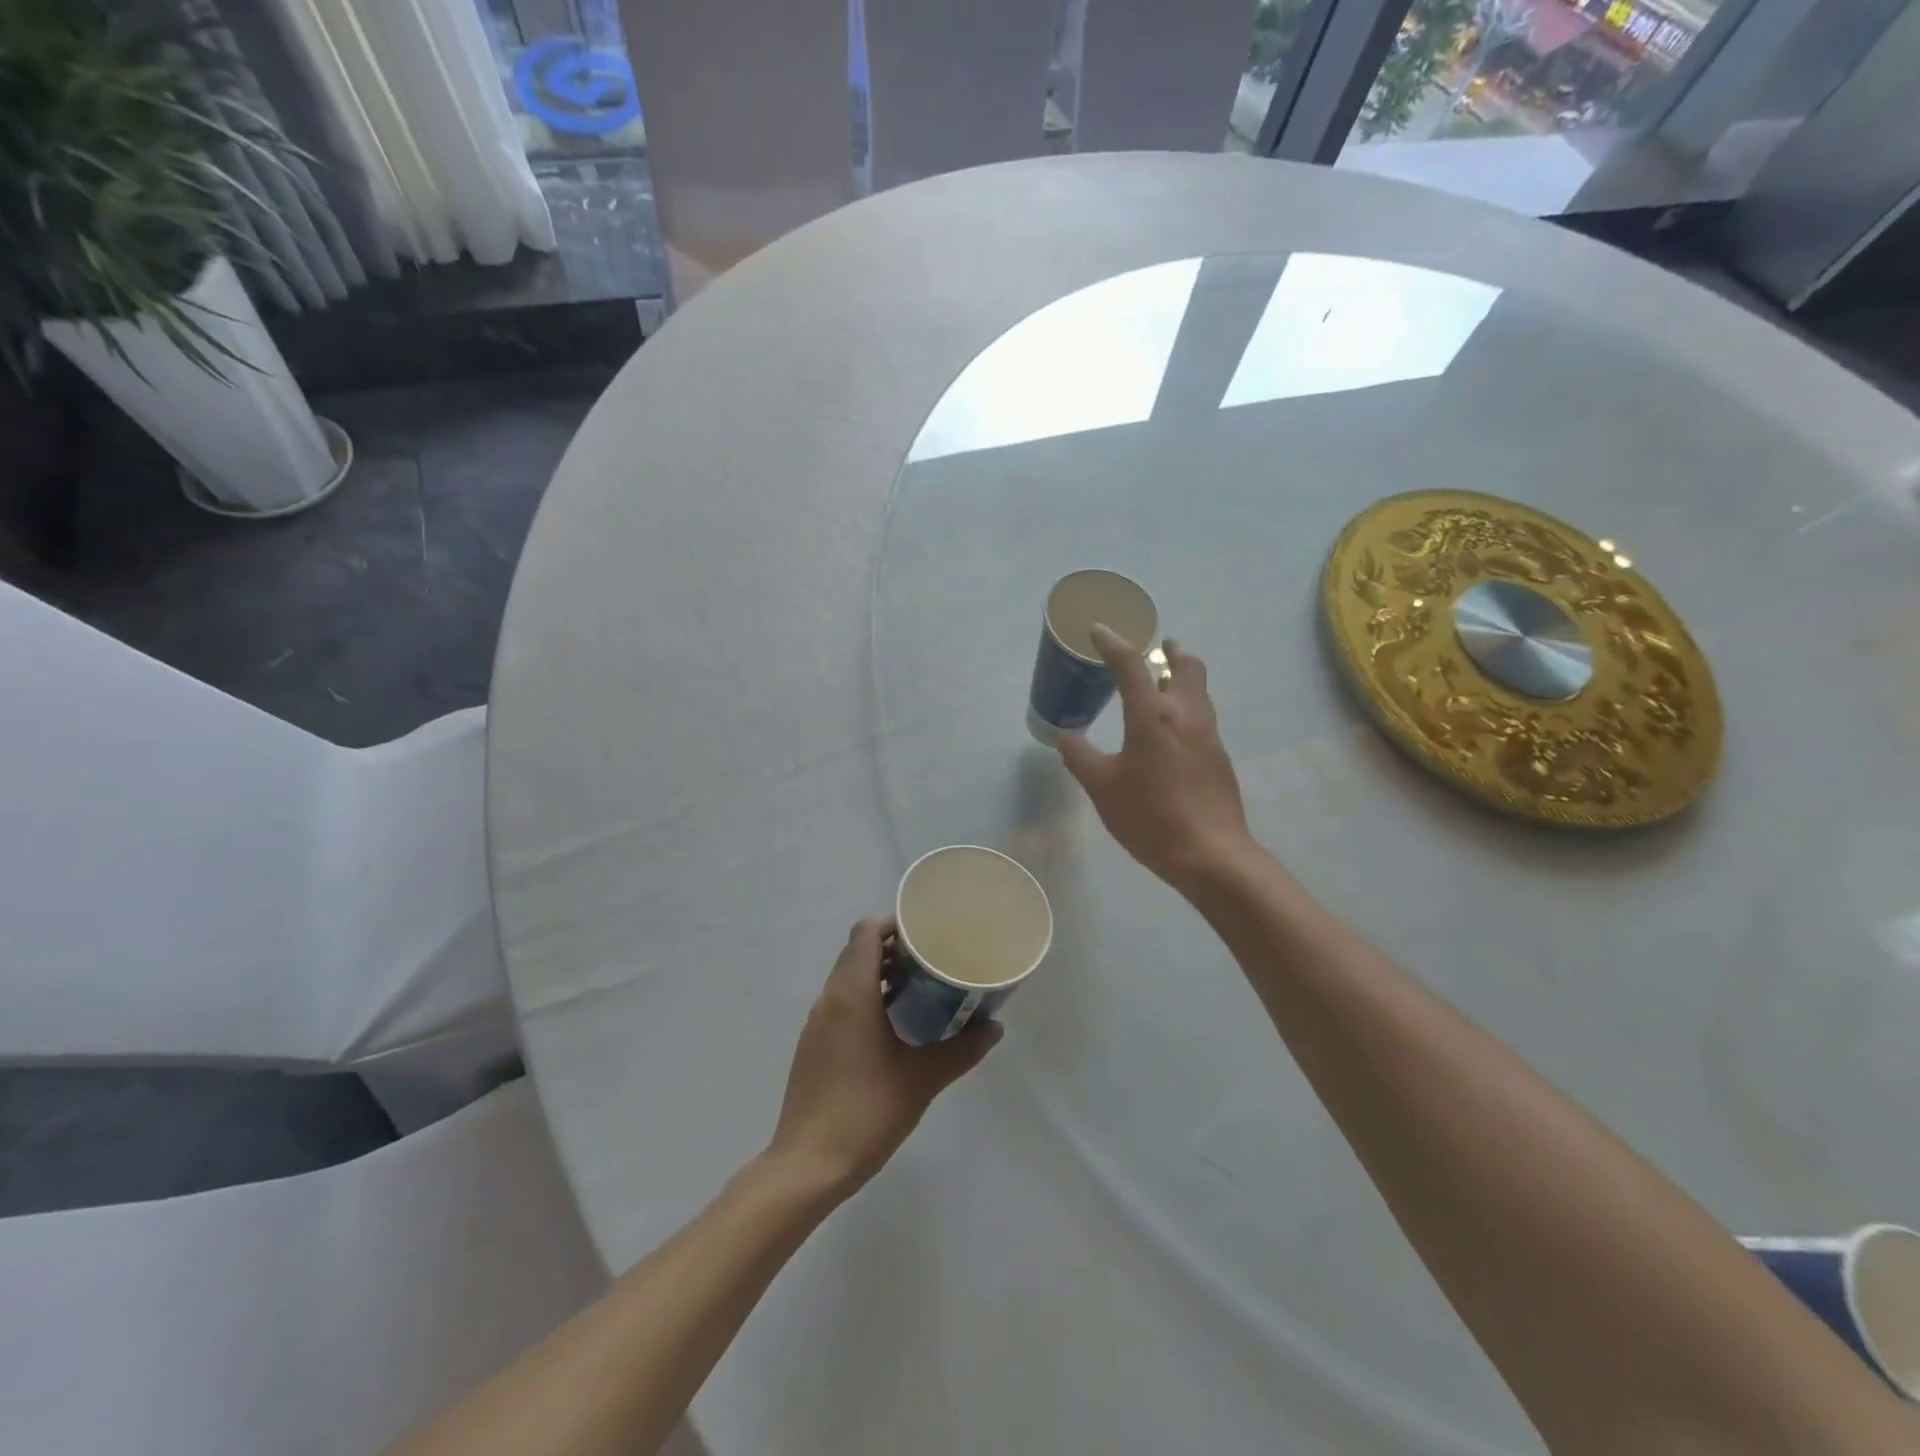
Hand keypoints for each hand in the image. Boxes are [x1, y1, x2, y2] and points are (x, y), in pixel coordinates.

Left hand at [769, 917, 1001, 1200]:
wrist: (807, 1165)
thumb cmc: (866, 1112)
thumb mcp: (922, 1079)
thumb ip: (961, 1049)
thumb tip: (995, 1027)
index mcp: (851, 993)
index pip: (866, 932)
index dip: (895, 923)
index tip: (927, 931)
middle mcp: (829, 998)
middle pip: (857, 950)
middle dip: (894, 946)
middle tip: (933, 957)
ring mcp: (818, 1022)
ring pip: (848, 976)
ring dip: (880, 972)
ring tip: (921, 987)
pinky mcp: (814, 1045)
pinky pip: (841, 1001)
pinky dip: (867, 996)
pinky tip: (894, 1023)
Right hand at [1057, 625, 1252, 892]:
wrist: (1210, 854)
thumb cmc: (1150, 817)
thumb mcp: (1102, 788)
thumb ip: (1081, 758)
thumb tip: (1065, 737)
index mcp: (1153, 715)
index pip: (1132, 665)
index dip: (1113, 644)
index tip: (1099, 630)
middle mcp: (1186, 715)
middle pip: (1187, 665)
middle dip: (1170, 650)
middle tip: (1156, 647)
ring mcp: (1209, 735)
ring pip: (1200, 689)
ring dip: (1183, 675)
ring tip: (1164, 680)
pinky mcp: (1219, 757)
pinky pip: (1203, 715)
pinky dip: (1187, 704)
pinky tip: (1172, 729)